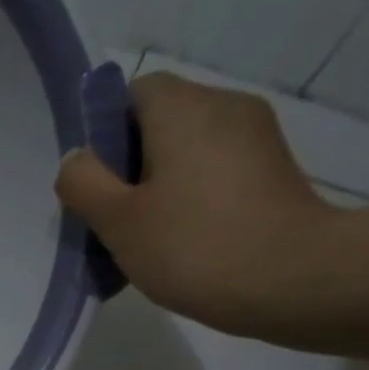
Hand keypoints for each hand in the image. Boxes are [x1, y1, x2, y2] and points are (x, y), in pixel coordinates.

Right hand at [55, 73, 343, 335]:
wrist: (292, 277)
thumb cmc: (193, 245)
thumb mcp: (118, 221)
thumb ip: (84, 184)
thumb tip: (76, 159)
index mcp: (183, 108)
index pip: (132, 93)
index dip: (104, 133)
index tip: (95, 183)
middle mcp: (224, 105)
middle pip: (159, 121)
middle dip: (128, 165)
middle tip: (112, 219)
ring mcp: (254, 135)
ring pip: (186, 147)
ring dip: (157, 184)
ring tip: (145, 236)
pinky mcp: (270, 167)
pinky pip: (213, 167)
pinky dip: (190, 194)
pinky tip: (181, 237)